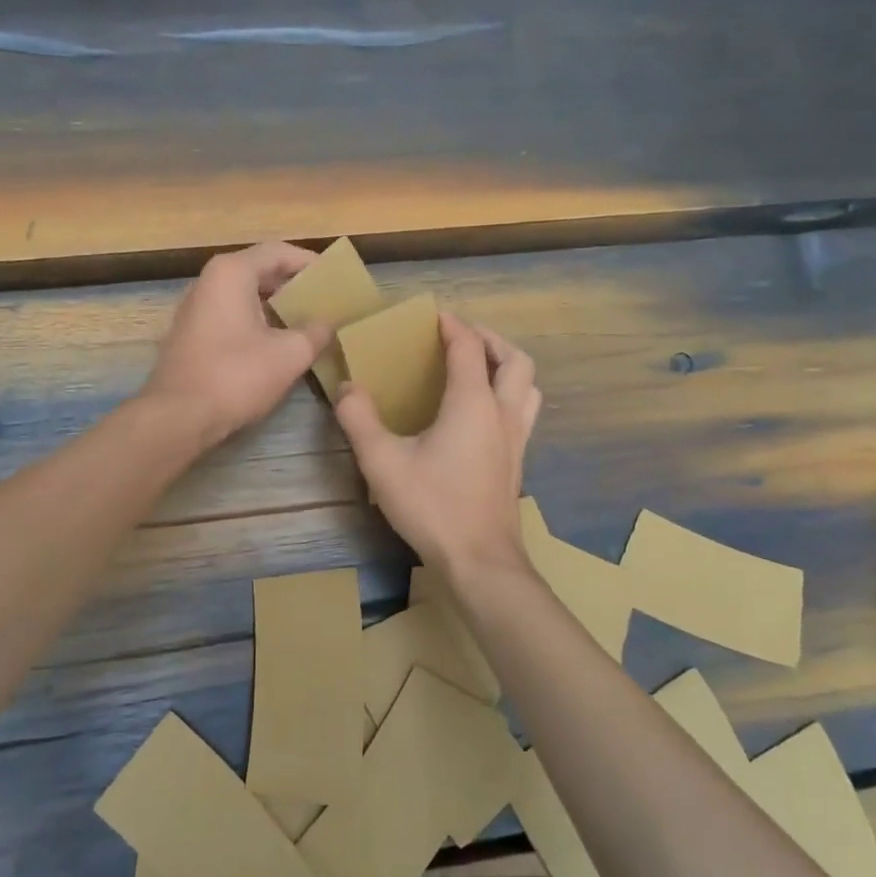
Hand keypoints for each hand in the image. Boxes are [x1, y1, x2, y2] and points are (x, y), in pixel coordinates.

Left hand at [140, 242, 332, 446]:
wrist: (178, 416)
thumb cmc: (236, 376)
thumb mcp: (289, 354)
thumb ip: (316, 332)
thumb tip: (328, 324)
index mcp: (232, 273)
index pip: (278, 251)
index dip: (310, 262)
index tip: (335, 277)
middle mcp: (209, 281)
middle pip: (260, 270)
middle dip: (295, 284)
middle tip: (326, 300)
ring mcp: (197, 308)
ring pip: (246, 295)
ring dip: (277, 305)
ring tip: (309, 321)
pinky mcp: (192, 334)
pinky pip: (232, 315)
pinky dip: (258, 321)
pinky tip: (278, 342)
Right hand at [335, 311, 541, 572]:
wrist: (479, 560)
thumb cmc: (432, 506)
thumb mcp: (382, 462)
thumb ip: (360, 419)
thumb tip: (347, 388)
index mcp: (472, 403)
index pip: (468, 347)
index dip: (452, 326)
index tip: (434, 316)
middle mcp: (502, 412)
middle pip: (514, 359)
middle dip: (490, 339)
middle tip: (462, 339)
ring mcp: (516, 438)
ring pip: (528, 385)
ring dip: (507, 366)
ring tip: (480, 369)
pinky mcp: (518, 461)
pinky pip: (524, 411)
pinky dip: (510, 394)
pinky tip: (483, 414)